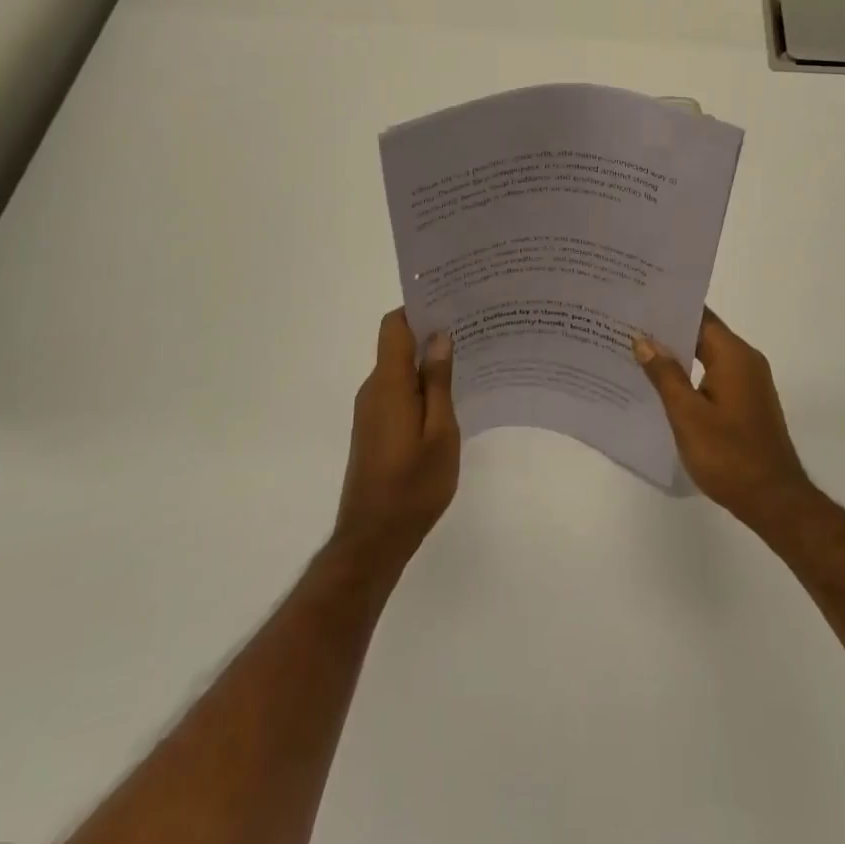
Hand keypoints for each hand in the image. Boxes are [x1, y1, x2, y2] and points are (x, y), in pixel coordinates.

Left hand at [332, 309, 459, 569]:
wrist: (373, 539)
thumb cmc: (413, 486)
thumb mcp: (440, 432)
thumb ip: (439, 382)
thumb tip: (440, 336)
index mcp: (389, 384)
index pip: (394, 326)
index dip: (418, 309)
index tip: (451, 303)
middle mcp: (374, 389)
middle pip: (398, 344)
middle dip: (431, 334)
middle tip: (473, 331)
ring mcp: (371, 410)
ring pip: (400, 370)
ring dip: (428, 363)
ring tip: (469, 362)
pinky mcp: (374, 428)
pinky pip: (398, 391)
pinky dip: (421, 386)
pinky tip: (450, 398)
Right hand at [633, 310, 816, 532]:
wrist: (773, 500)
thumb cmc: (728, 455)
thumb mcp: (687, 414)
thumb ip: (665, 374)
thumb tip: (644, 339)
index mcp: (734, 355)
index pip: (699, 316)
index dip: (668, 309)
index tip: (637, 303)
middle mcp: (746, 360)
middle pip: (703, 334)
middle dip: (668, 332)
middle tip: (628, 327)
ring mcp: (750, 382)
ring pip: (708, 355)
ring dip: (678, 355)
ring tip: (638, 353)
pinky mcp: (748, 402)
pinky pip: (715, 375)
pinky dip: (691, 374)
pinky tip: (664, 385)